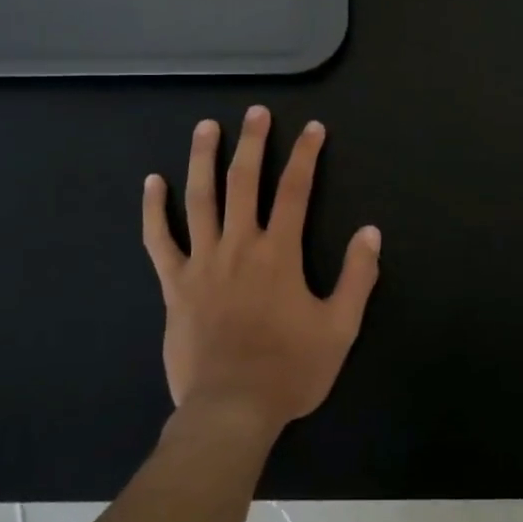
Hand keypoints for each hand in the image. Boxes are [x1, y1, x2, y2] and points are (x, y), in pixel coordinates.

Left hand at [142, 105, 381, 434]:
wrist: (230, 409)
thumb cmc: (290, 370)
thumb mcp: (340, 328)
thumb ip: (357, 277)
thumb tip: (370, 232)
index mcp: (280, 254)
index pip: (296, 191)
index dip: (307, 156)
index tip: (313, 128)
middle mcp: (240, 246)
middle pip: (245, 182)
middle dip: (253, 143)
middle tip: (257, 112)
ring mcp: (202, 262)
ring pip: (200, 199)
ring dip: (203, 159)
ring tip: (206, 127)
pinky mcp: (175, 284)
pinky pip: (159, 239)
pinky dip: (154, 209)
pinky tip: (152, 181)